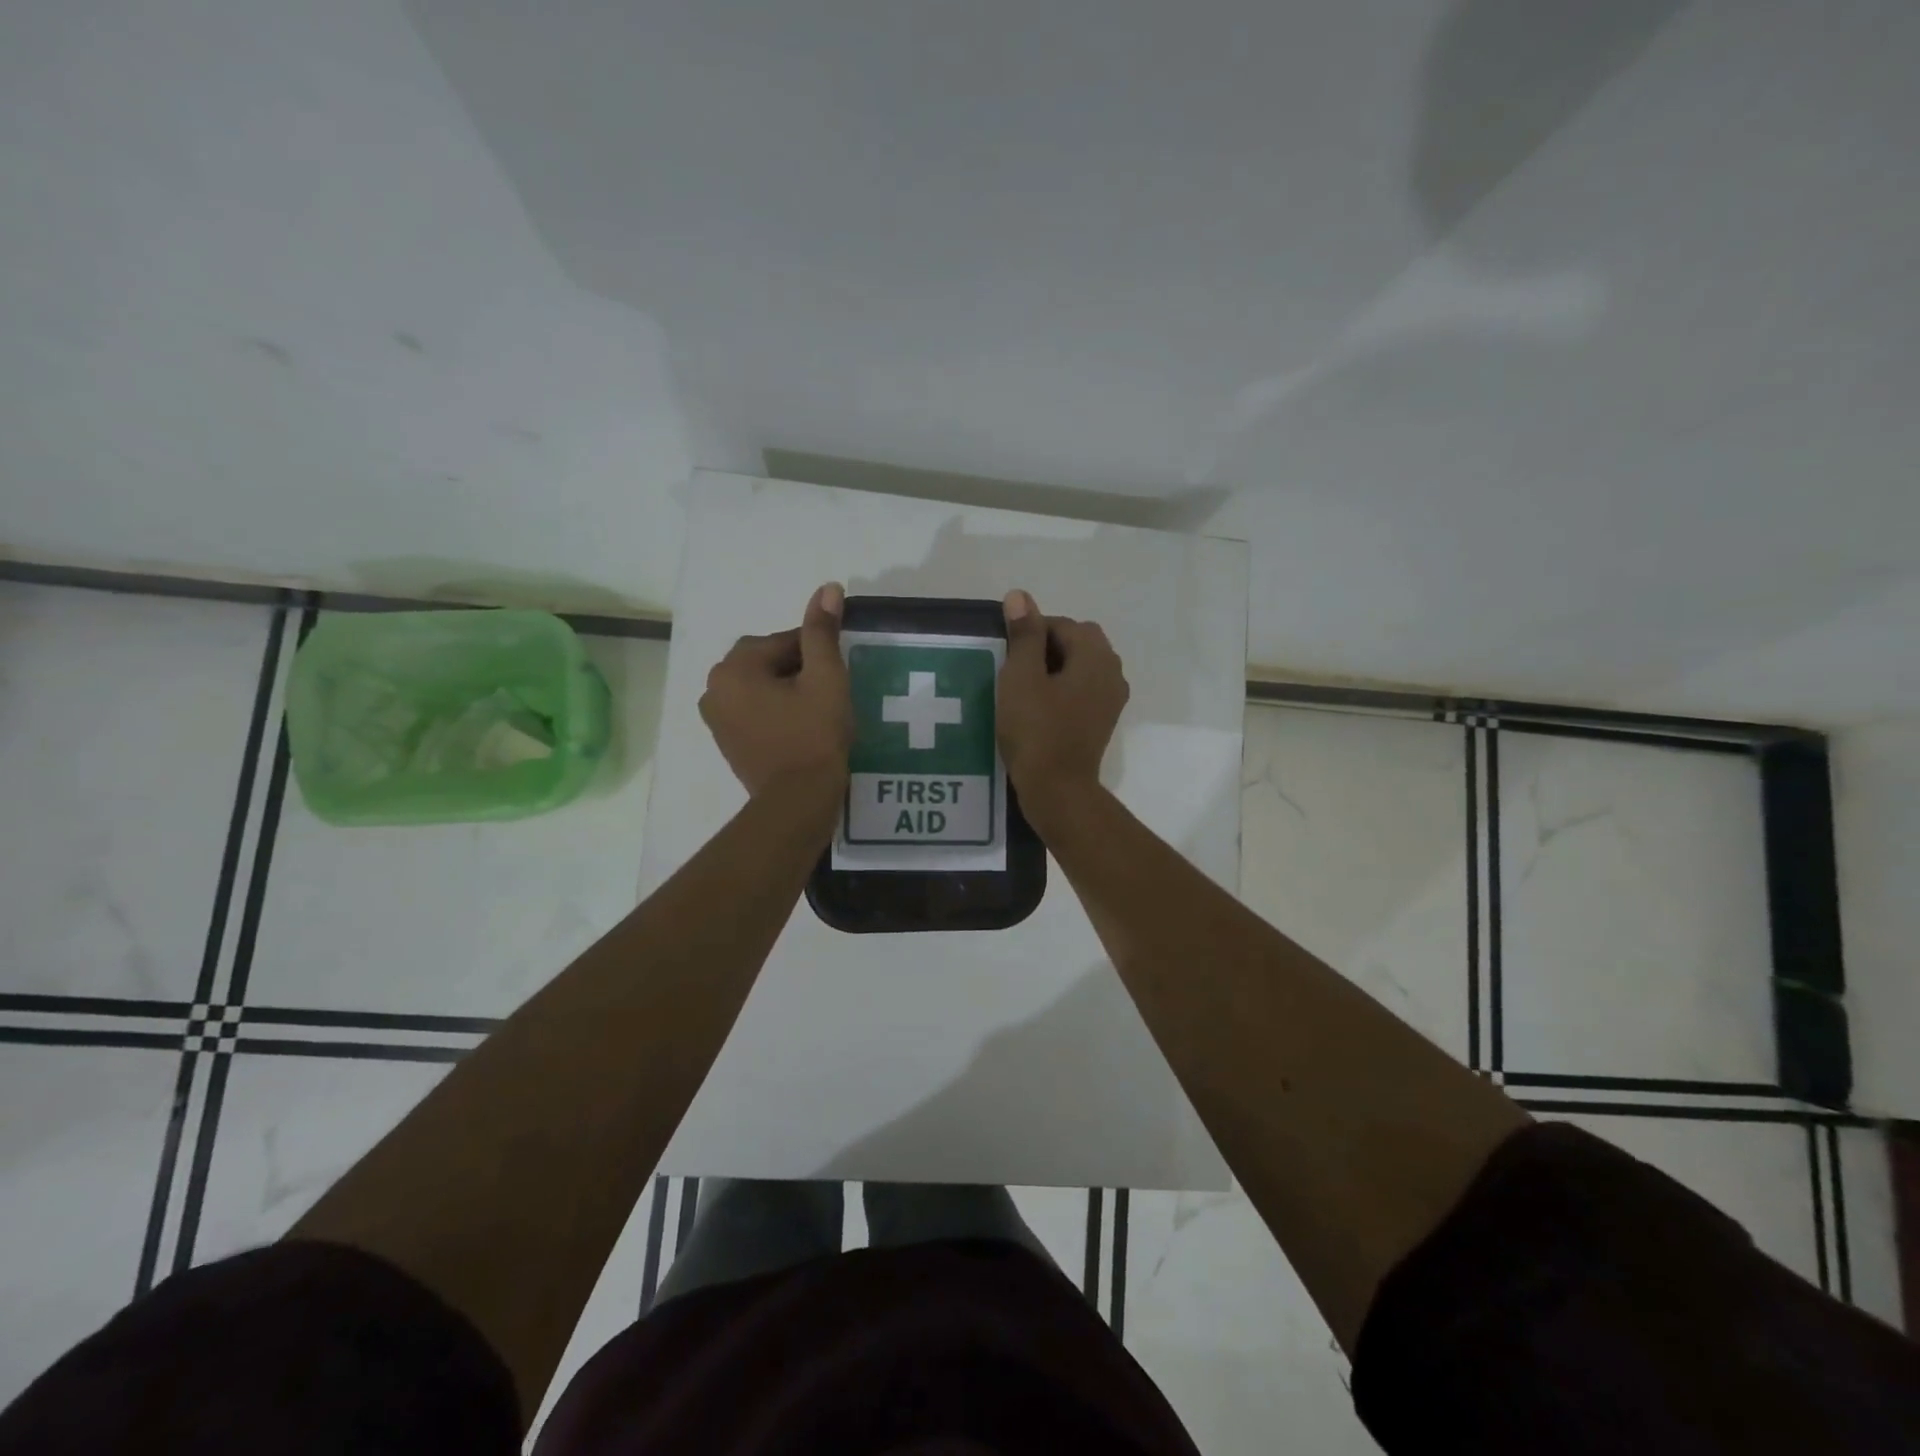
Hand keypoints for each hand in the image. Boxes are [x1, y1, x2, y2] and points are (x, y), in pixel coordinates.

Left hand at [700, 583, 853, 797]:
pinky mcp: (725, 741)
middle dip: (798, 670)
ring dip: (786, 690)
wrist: (797, 800)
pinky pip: (752, 711)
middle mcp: (714, 687)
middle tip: (828, 694)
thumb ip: (822, 632)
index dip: (816, 654)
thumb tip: (827, 588)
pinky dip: (774, 711)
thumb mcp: (826, 678)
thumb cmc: (814, 735)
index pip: (783, 641)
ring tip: (815, 712)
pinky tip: (798, 728)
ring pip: (759, 686)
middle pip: (766, 661)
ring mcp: (715, 717)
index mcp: (735, 667)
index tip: (836, 676)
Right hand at [997, 589, 1128, 815]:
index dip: (1030, 633)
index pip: (1062, 624)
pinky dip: (1062, 690)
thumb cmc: (1036, 730)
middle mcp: (1112, 672)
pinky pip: (1082, 690)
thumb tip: (1020, 596)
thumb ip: (1024, 635)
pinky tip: (1039, 709)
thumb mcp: (1021, 677)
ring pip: (1080, 667)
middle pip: (1076, 642)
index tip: (1007, 656)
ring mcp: (1111, 699)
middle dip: (1045, 648)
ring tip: (1023, 690)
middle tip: (1014, 671)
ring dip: (1053, 669)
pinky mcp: (1103, 720)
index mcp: (1096, 656)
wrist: (1058, 790)